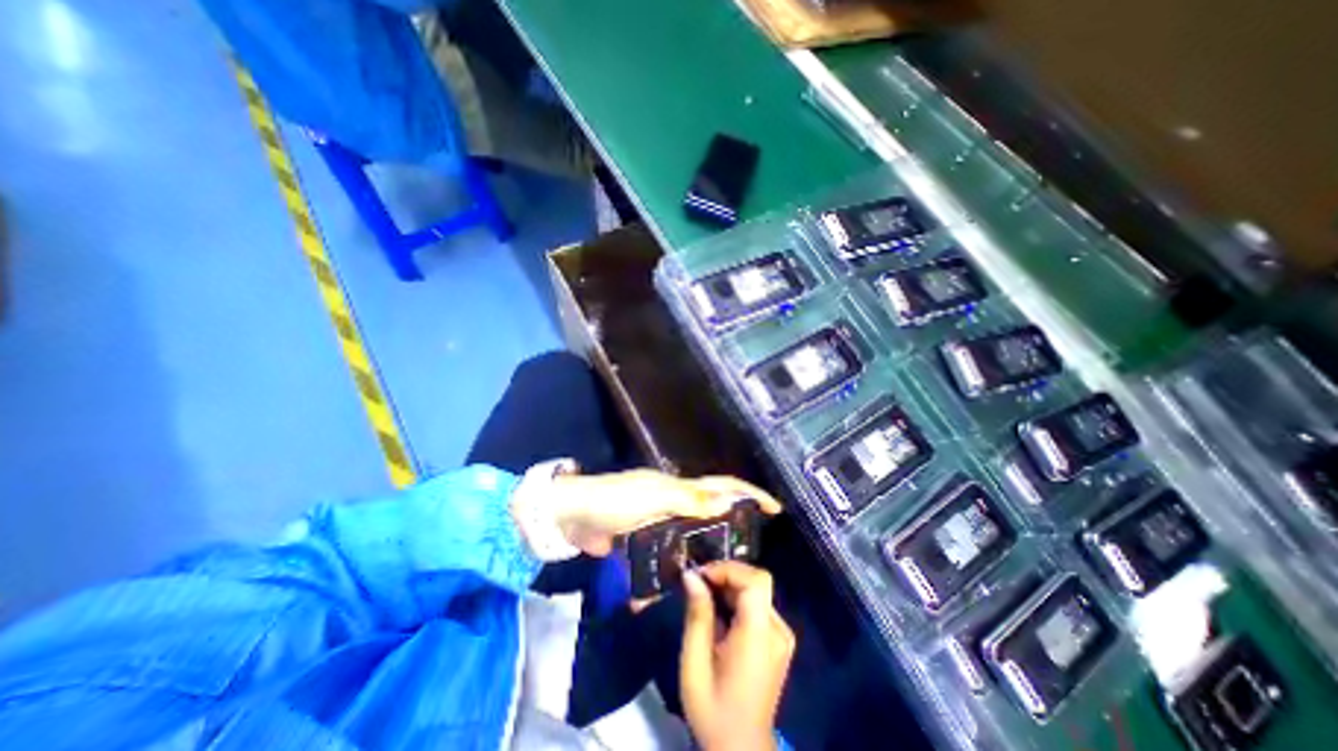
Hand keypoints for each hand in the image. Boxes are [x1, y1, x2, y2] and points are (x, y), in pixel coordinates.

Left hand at [552, 470, 785, 556]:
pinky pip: (663, 557)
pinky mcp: (643, 542)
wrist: (572, 516)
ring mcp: (658, 523)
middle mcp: (674, 503)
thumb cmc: (614, 500)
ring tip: (718, 577)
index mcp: (678, 488)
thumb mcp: (654, 497)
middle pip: (710, 513)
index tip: (774, 508)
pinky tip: (670, 591)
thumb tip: (728, 499)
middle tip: (748, 552)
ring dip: (701, 555)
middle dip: (731, 526)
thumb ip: (689, 500)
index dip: (749, 493)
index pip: (721, 486)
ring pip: (689, 538)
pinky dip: (667, 572)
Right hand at [681, 560, 792, 747]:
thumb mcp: (695, 662)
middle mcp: (777, 630)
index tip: (701, 575)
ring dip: (730, 587)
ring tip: (705, 598)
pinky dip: (738, 600)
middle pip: (757, 582)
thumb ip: (697, 615)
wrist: (740, 749)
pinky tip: (720, 614)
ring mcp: (782, 636)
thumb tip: (692, 575)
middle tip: (699, 583)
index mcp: (759, 636)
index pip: (755, 581)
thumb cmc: (713, 708)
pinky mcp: (779, 641)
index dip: (729, 569)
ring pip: (757, 591)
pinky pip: (759, 606)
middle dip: (727, 575)